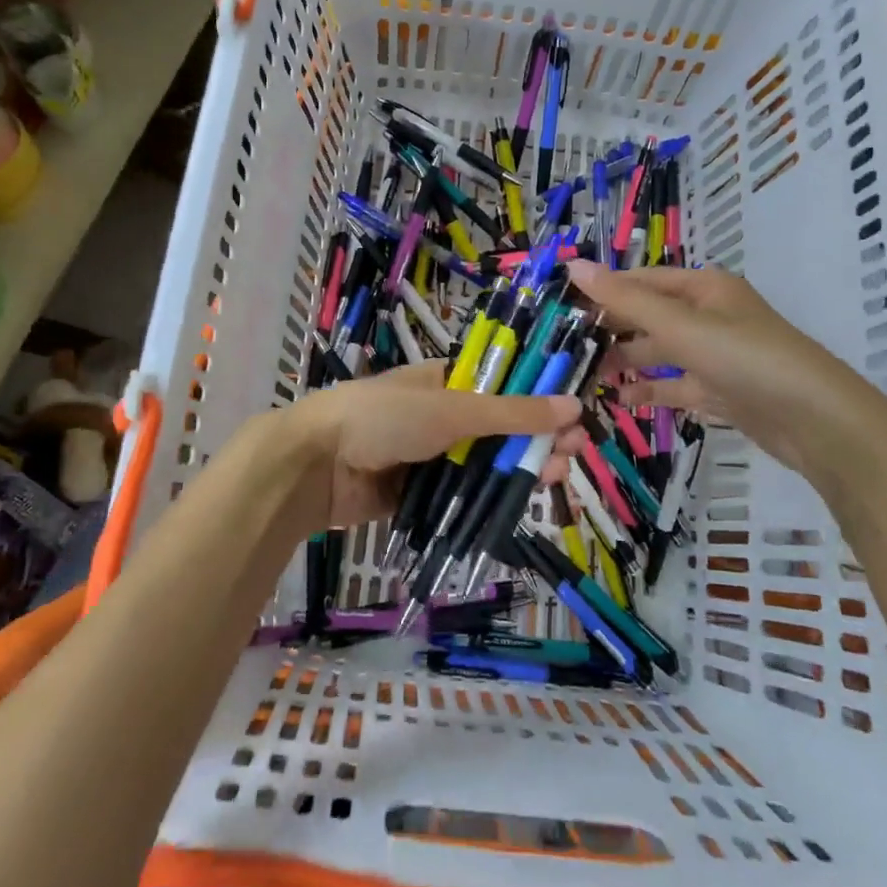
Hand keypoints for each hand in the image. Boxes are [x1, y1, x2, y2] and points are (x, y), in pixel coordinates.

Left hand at [289, 363, 585, 530]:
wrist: (314, 465)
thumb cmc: (383, 418)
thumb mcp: (451, 409)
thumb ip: (511, 412)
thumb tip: (573, 404)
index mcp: (445, 381)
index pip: (504, 387)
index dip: (539, 400)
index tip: (572, 417)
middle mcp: (441, 416)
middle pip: (500, 428)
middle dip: (536, 439)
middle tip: (572, 454)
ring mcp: (429, 456)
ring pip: (485, 464)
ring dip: (520, 469)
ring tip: (555, 477)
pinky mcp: (419, 493)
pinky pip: (463, 495)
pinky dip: (489, 500)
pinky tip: (520, 505)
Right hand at [566, 260, 886, 501]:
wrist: (818, 422)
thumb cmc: (747, 359)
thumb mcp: (681, 326)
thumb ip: (625, 300)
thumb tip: (573, 265)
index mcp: (703, 288)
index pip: (640, 281)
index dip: (602, 289)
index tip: (558, 304)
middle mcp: (709, 315)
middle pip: (649, 315)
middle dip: (610, 328)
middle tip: (563, 345)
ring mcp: (716, 355)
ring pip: (660, 352)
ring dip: (626, 361)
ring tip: (585, 375)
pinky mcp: (721, 390)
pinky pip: (676, 385)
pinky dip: (651, 391)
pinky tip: (621, 401)